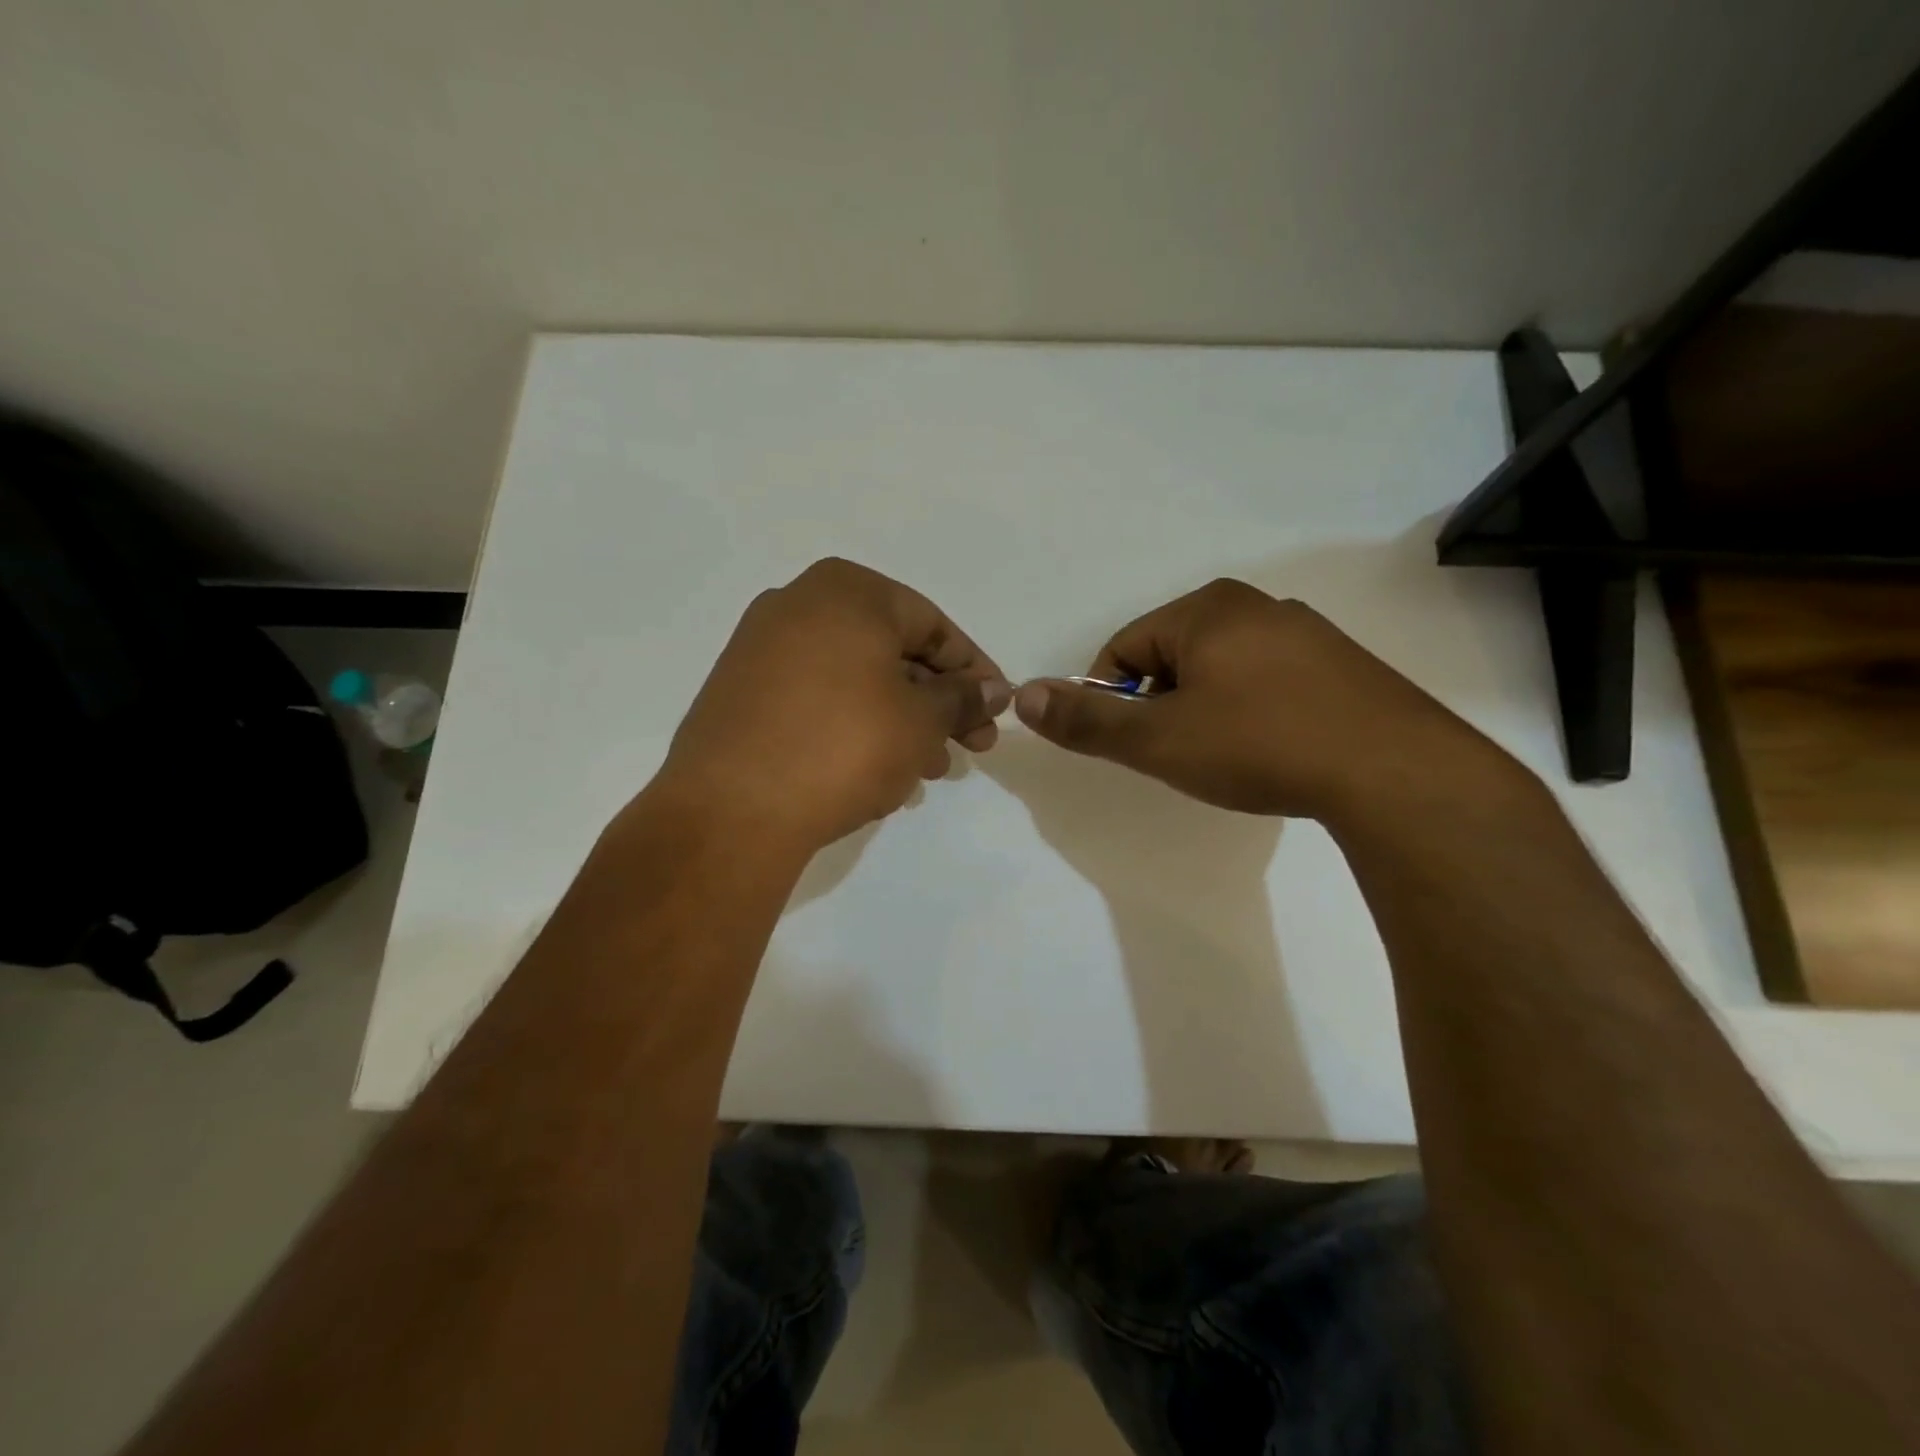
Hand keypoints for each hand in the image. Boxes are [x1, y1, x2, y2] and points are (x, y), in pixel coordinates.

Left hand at [654, 558, 1010, 850]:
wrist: (732, 810)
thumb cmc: (844, 746)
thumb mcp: (922, 720)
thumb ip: (964, 698)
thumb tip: (994, 690)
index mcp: (847, 592)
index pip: (932, 625)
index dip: (973, 670)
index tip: (996, 709)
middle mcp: (798, 605)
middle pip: (892, 652)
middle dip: (938, 702)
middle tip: (971, 747)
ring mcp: (761, 649)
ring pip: (856, 679)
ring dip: (901, 720)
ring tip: (929, 769)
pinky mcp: (740, 693)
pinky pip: (817, 699)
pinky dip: (855, 725)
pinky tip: (878, 769)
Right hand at [1013, 578, 1502, 821]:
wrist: (1394, 773)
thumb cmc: (1259, 745)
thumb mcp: (1159, 740)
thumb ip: (1088, 719)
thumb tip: (1022, 695)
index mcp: (1207, 609)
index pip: (1124, 647)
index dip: (1113, 698)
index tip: (1131, 744)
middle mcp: (1256, 605)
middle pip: (1172, 656)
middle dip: (1162, 705)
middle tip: (1179, 754)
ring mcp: (1306, 633)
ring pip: (1221, 670)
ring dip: (1205, 710)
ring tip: (1226, 757)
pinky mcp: (1341, 665)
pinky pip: (1268, 680)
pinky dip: (1251, 712)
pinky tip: (1271, 750)